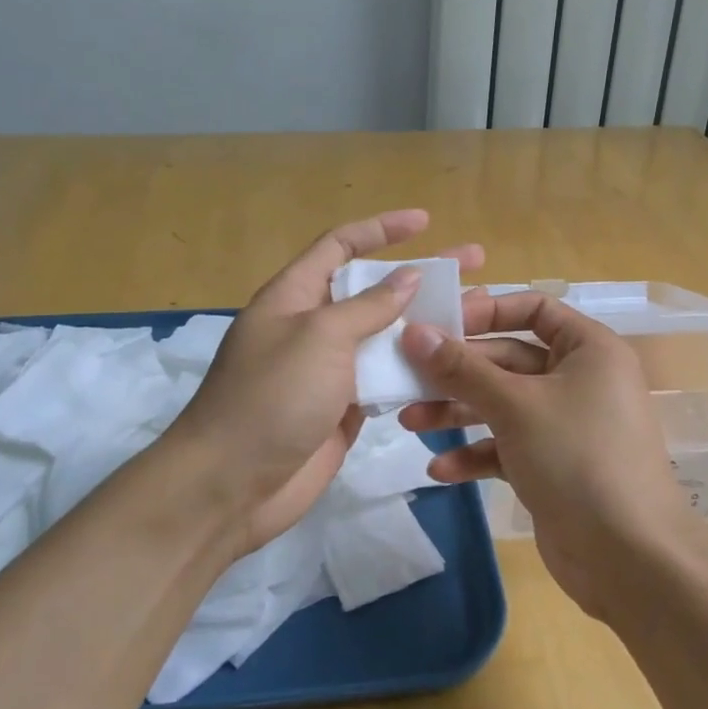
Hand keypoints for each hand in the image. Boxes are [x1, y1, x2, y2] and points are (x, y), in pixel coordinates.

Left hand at [169, 210, 483, 552]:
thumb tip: (408, 277)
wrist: (230, 486)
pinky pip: (387, 378)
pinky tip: (456, 363)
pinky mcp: (344, 408)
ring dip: (427, 324)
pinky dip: (417, 370)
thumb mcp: (320, 337)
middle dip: (421, 275)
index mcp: (295, 295)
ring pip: (387, 336)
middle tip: (473, 263)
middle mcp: (313, 326)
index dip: (381, 229)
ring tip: (476, 313)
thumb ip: (368, 306)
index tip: (424, 222)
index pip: (340, 245)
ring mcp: (330, 369)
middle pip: (374, 289)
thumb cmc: (272, 396)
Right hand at [397, 290, 699, 617]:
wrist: (630, 559)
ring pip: (503, 404)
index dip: (486, 311)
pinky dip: (477, 453)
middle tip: (407, 377)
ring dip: (458, 412)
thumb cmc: (578, 458)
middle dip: (458, 372)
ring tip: (410, 422)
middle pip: (509, 359)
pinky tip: (440, 470)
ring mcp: (566, 425)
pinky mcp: (554, 465)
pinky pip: (508, 446)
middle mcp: (579, 379)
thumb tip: (414, 333)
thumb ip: (462, 368)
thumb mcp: (515, 405)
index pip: (533, 309)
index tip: (439, 324)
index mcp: (587, 349)